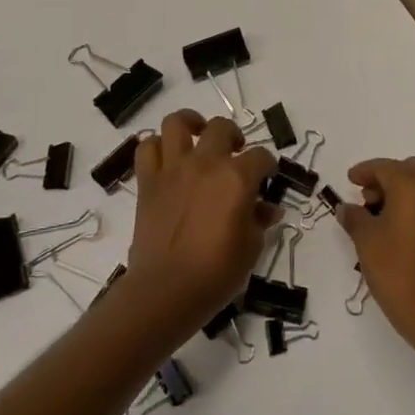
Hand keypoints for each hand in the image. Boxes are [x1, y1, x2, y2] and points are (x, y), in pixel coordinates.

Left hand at [127, 110, 278, 331]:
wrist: (166, 291)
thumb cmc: (216, 273)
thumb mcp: (251, 248)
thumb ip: (260, 220)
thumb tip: (267, 209)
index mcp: (237, 178)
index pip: (261, 157)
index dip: (267, 165)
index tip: (267, 176)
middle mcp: (206, 163)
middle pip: (221, 127)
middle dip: (233, 136)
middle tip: (234, 153)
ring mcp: (174, 168)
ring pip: (177, 123)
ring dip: (190, 124)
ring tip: (197, 136)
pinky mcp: (148, 181)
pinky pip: (147, 148)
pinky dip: (156, 147)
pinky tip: (167, 159)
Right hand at [337, 157, 414, 359]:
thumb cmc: (399, 272)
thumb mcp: (366, 243)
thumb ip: (354, 218)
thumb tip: (346, 207)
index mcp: (413, 185)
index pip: (384, 167)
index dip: (364, 171)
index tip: (351, 180)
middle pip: (410, 170)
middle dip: (388, 179)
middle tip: (369, 200)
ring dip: (407, 194)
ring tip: (387, 219)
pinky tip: (410, 235)